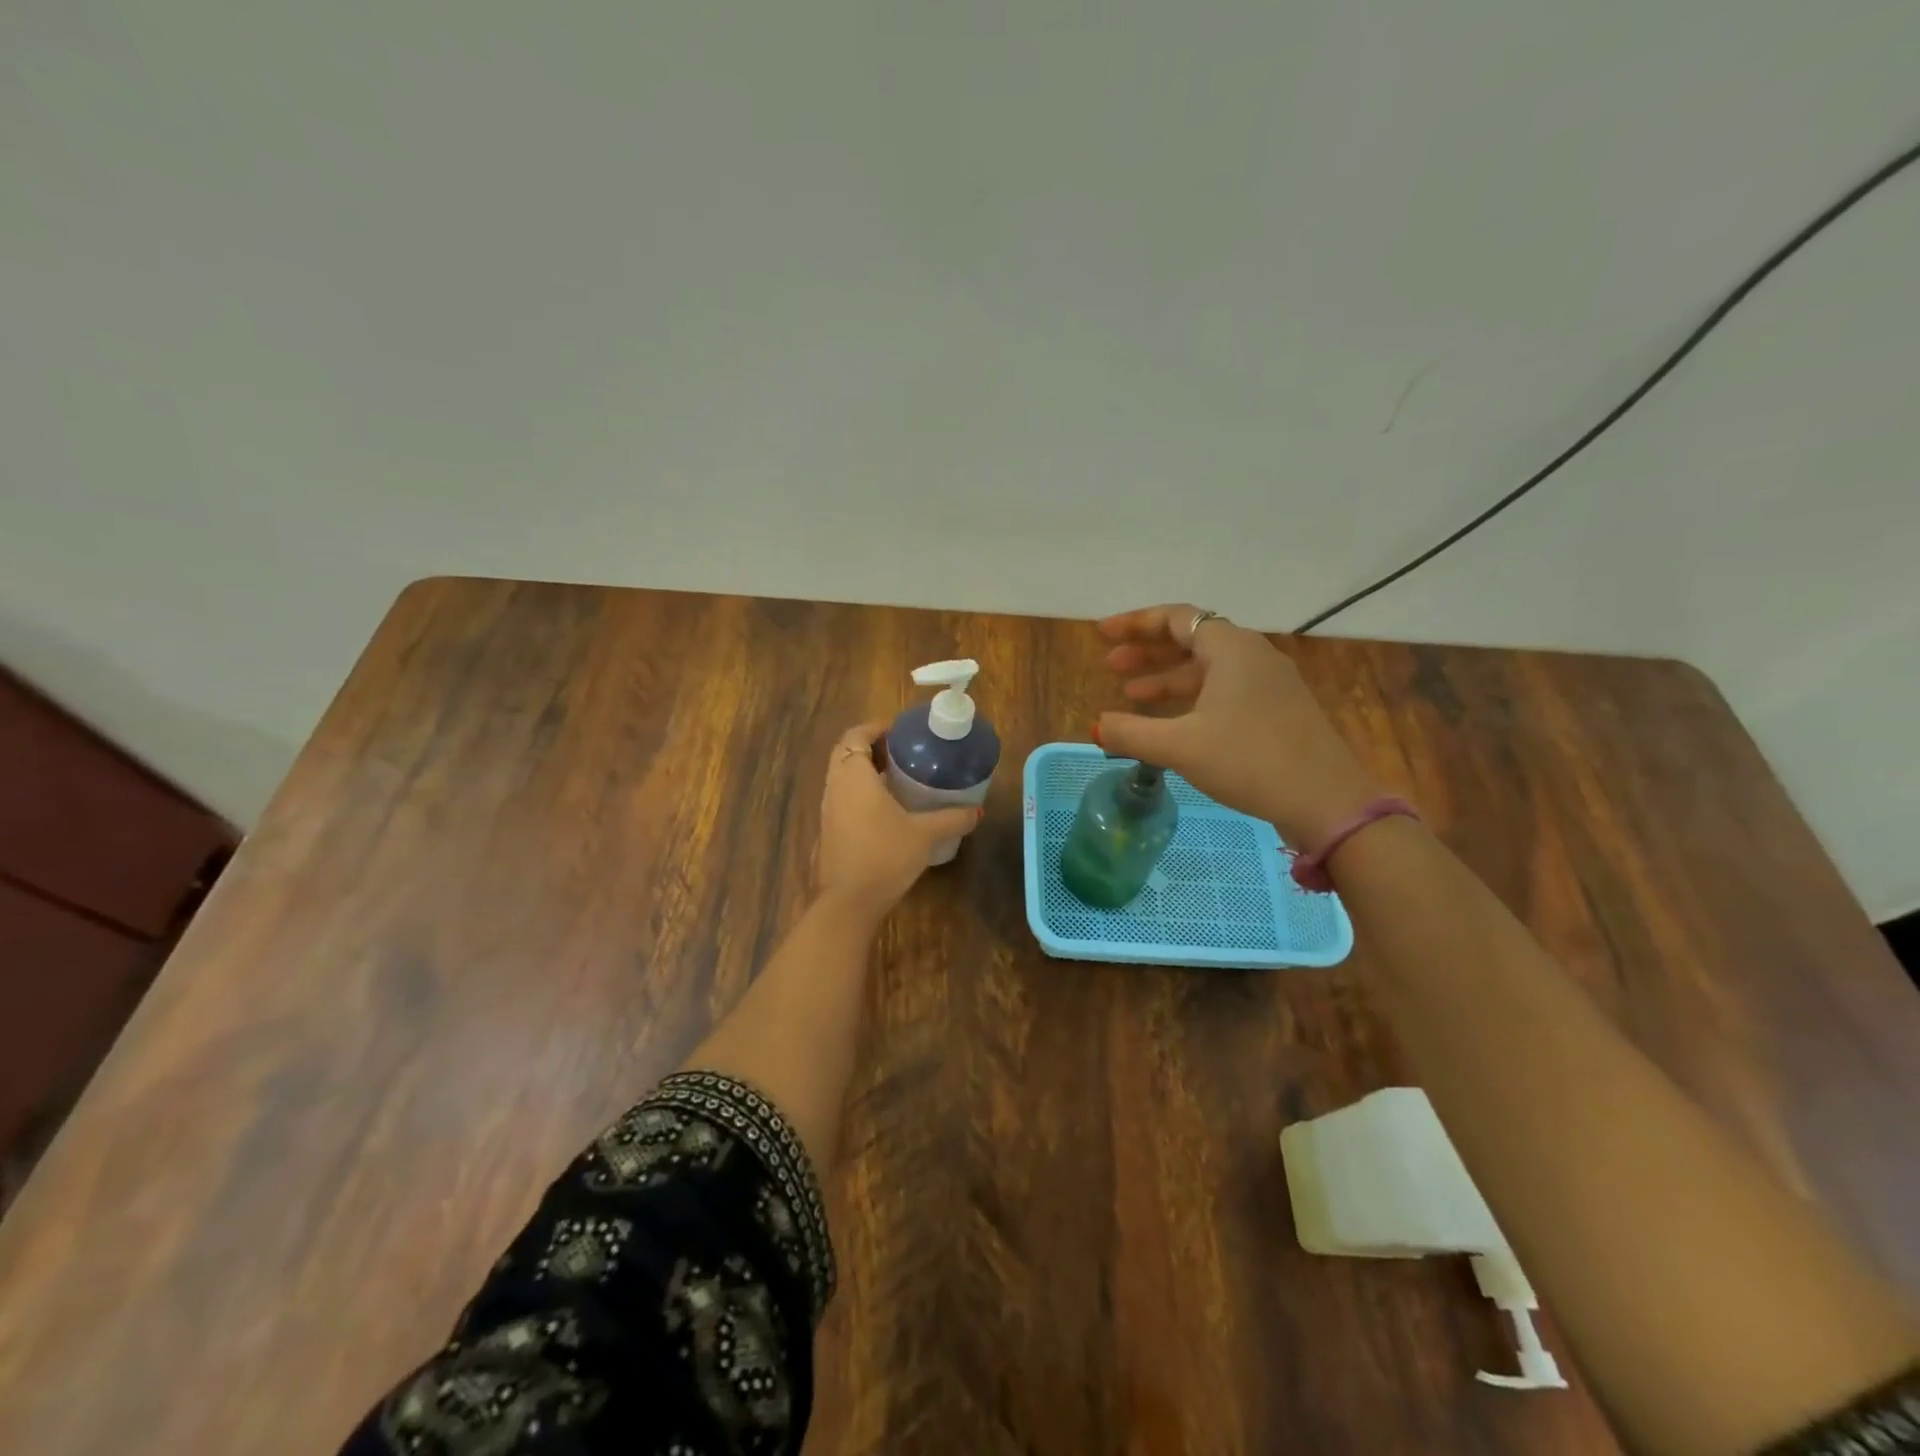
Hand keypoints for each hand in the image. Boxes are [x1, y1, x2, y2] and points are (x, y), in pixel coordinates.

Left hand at [815, 721, 981, 915]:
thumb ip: (951, 819)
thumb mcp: (924, 835)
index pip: (855, 735)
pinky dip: (860, 792)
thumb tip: (977, 811)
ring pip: (842, 777)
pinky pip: (842, 798)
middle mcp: (835, 787)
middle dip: (871, 747)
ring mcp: (828, 810)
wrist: (848, 903)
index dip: (875, 728)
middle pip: (846, 753)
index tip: (900, 732)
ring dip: (864, 771)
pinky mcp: (829, 831)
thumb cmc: (884, 856)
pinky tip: (886, 810)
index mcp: (853, 776)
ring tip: (897, 778)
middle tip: (902, 753)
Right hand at [1095, 605, 1383, 848]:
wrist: (1326, 802)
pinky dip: (1192, 697)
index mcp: (1231, 649)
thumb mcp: (1181, 747)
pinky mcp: (1278, 709)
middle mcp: (1253, 655)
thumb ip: (1131, 733)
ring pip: (1208, 668)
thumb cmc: (1249, 761)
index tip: (1103, 635)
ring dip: (1167, 677)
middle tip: (1111, 667)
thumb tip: (1097, 726)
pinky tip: (1174, 721)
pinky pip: (1225, 689)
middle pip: (1191, 639)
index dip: (1135, 623)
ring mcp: (1269, 683)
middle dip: (1147, 652)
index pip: (1176, 618)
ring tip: (1131, 696)